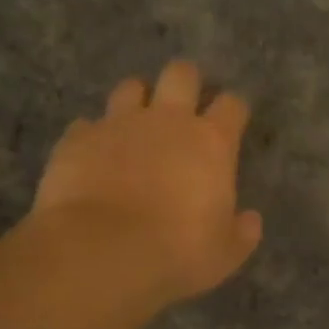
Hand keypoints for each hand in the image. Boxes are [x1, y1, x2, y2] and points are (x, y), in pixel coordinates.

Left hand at [27, 60, 262, 306]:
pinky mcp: (78, 139)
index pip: (232, 105)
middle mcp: (167, 120)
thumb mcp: (225, 254)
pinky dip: (93, 136)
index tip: (233, 122)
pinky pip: (86, 125)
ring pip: (130, 88)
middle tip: (184, 106)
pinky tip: (93, 156)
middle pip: (181, 75)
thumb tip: (250, 219)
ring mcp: (118, 124)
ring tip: (136, 125)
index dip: (234, 110)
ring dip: (137, 101)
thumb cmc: (177, 252)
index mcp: (211, 142)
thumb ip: (242, 232)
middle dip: (186, 82)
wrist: (101, 251)